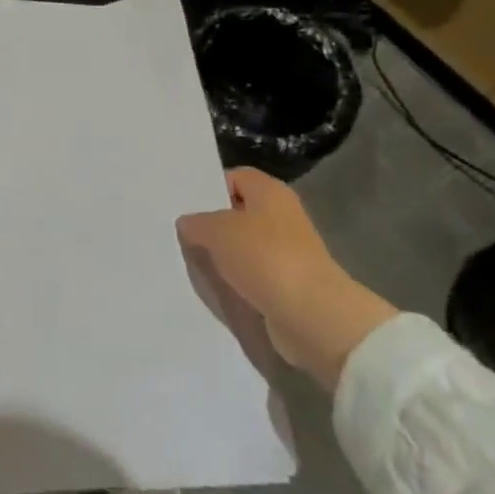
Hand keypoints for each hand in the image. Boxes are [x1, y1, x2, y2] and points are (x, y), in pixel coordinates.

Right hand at [177, 167, 396, 390]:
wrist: (313, 316)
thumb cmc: (266, 258)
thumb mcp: (218, 231)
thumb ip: (197, 223)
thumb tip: (187, 223)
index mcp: (270, 191)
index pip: (235, 176)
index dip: (210, 188)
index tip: (185, 205)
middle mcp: (282, 215)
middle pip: (239, 212)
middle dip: (213, 224)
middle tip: (181, 234)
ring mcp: (288, 252)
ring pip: (245, 246)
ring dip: (223, 256)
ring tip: (192, 262)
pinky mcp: (289, 284)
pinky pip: (254, 275)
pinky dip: (237, 281)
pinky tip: (215, 287)